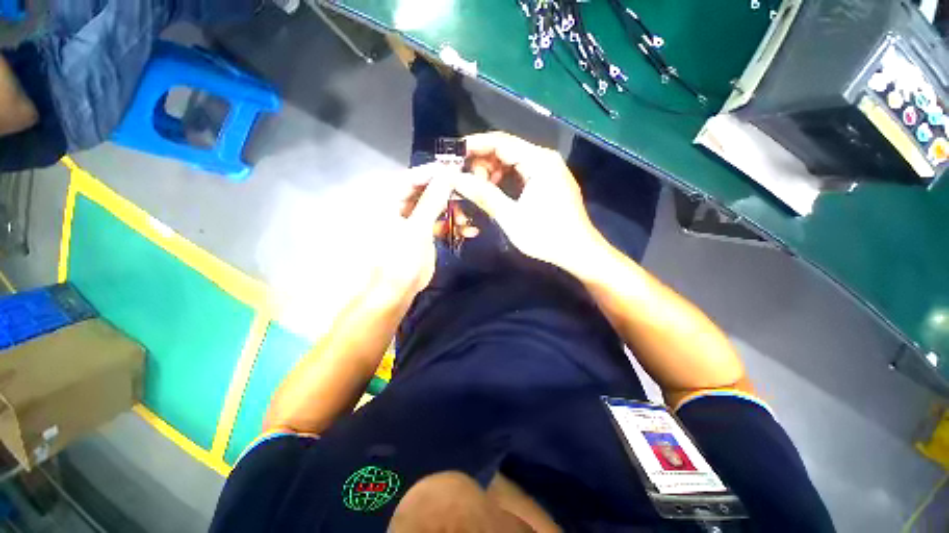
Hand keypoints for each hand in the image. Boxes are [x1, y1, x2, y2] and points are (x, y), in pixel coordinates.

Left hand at [368, 164, 459, 303]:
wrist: (395, 292)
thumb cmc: (399, 260)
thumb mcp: (417, 229)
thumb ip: (432, 200)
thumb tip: (448, 174)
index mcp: (385, 200)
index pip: (411, 177)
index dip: (434, 173)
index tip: (457, 169)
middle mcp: (396, 205)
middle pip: (423, 190)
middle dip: (446, 193)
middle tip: (468, 193)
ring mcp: (409, 219)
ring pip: (432, 206)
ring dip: (451, 210)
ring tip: (468, 217)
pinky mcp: (419, 232)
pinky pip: (436, 221)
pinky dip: (450, 224)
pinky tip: (466, 229)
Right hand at [455, 132, 605, 273]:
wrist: (579, 251)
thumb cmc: (546, 236)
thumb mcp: (511, 217)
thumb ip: (483, 195)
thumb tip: (455, 179)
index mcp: (539, 161)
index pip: (500, 141)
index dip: (474, 145)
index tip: (452, 155)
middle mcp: (545, 158)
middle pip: (506, 149)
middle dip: (482, 162)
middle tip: (465, 180)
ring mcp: (549, 170)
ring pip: (513, 161)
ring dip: (493, 172)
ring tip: (479, 189)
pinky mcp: (550, 181)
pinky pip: (522, 172)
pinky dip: (505, 179)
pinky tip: (496, 192)